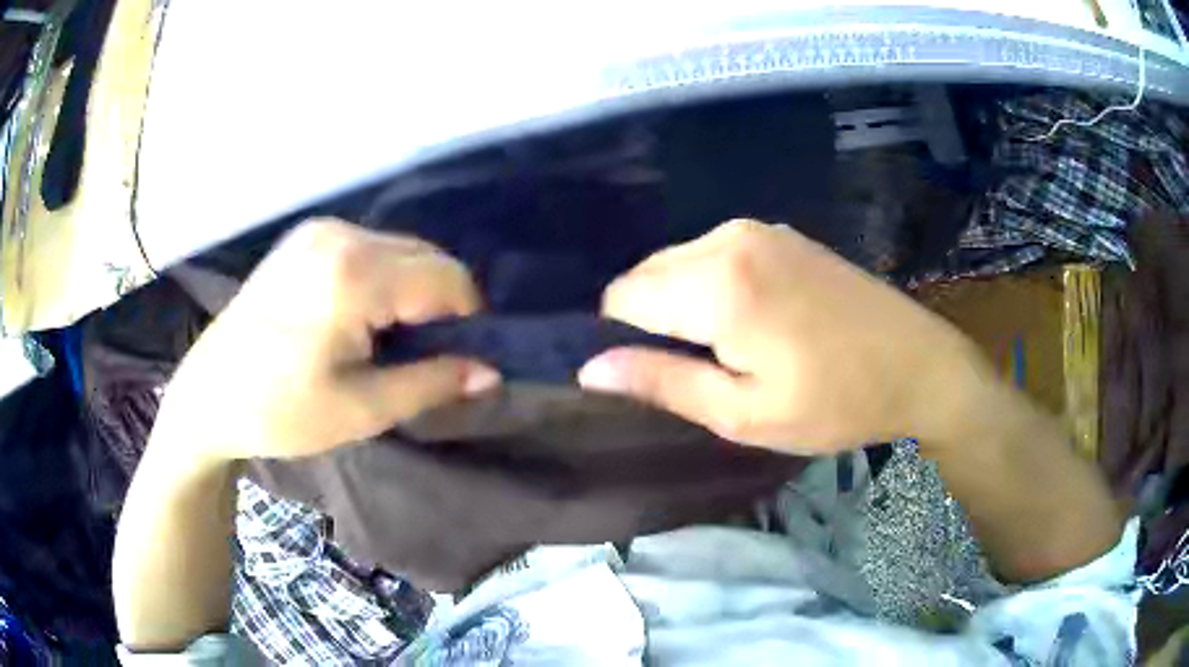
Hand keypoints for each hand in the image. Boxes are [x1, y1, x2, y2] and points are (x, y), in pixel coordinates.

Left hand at [154, 218, 499, 462]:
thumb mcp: (361, 409)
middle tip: (420, 356)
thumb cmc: (280, 412)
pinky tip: (360, 316)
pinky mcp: (306, 237)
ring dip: (411, 290)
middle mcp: (340, 235)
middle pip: (426, 256)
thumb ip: (431, 384)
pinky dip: (384, 278)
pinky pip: (371, 248)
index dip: (466, 319)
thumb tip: (490, 373)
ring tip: (386, 340)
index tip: (457, 359)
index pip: (447, 278)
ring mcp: (320, 231)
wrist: (209, 394)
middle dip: (438, 303)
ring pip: (400, 249)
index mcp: (353, 275)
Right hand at [579, 220, 990, 453]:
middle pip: (648, 273)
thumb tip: (590, 369)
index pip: (622, 297)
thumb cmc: (836, 401)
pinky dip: (710, 285)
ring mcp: (759, 229)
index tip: (651, 374)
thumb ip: (662, 383)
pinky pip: (715, 254)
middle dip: (651, 319)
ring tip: (723, 350)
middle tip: (691, 370)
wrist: (919, 364)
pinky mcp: (781, 233)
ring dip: (681, 303)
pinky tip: (748, 320)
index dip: (621, 338)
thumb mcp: (744, 413)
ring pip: (680, 261)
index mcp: (717, 283)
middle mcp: (728, 238)